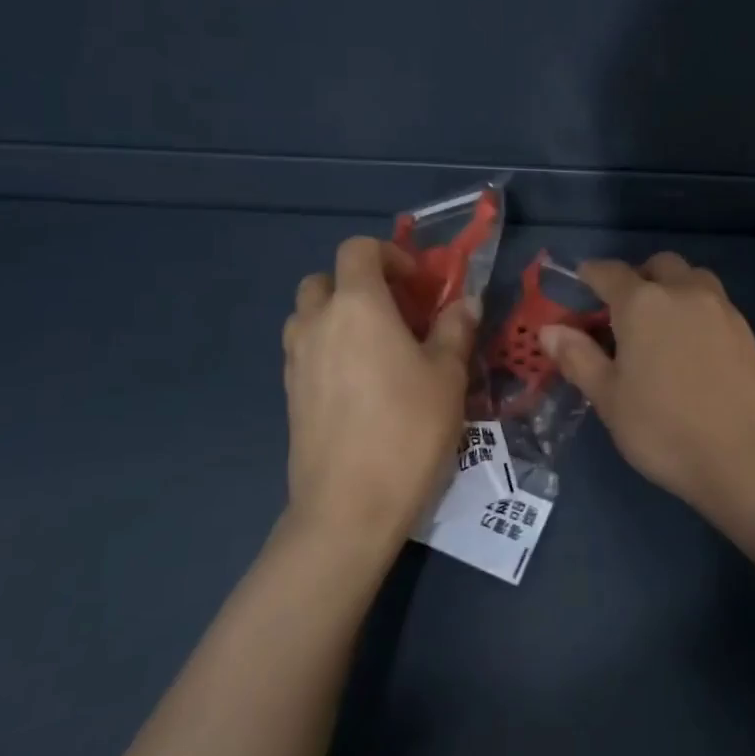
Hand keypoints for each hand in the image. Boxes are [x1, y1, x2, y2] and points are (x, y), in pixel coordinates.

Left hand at [282, 237, 474, 557]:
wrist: (349, 506)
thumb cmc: (408, 429)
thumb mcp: (448, 375)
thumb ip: (455, 329)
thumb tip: (465, 302)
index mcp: (357, 305)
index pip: (359, 249)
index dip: (390, 255)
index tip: (418, 284)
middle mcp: (317, 323)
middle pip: (324, 279)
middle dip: (358, 284)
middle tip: (396, 314)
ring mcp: (295, 360)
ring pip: (308, 316)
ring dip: (338, 316)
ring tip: (377, 348)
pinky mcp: (289, 395)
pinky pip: (305, 352)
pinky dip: (328, 350)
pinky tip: (360, 385)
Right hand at [540, 253, 754, 509]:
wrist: (746, 457)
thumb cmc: (664, 429)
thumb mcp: (609, 399)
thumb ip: (578, 358)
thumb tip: (549, 330)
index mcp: (642, 303)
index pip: (608, 272)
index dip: (590, 274)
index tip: (580, 283)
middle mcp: (684, 292)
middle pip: (658, 265)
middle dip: (639, 277)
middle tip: (625, 312)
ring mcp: (721, 308)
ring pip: (693, 279)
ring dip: (673, 288)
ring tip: (663, 326)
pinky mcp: (747, 330)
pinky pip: (716, 304)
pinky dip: (698, 311)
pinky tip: (694, 347)